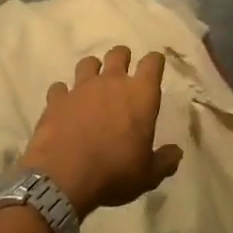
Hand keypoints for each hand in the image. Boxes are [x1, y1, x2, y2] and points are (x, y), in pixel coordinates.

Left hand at [22, 47, 182, 215]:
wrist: (64, 179)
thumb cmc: (114, 173)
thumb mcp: (148, 175)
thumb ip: (164, 160)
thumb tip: (176, 152)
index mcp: (140, 95)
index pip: (153, 62)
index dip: (155, 62)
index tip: (155, 66)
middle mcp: (111, 82)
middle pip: (119, 53)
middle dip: (122, 58)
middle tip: (123, 72)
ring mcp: (80, 88)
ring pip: (88, 63)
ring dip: (93, 70)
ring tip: (93, 85)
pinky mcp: (56, 100)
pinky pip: (59, 88)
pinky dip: (63, 94)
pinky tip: (64, 106)